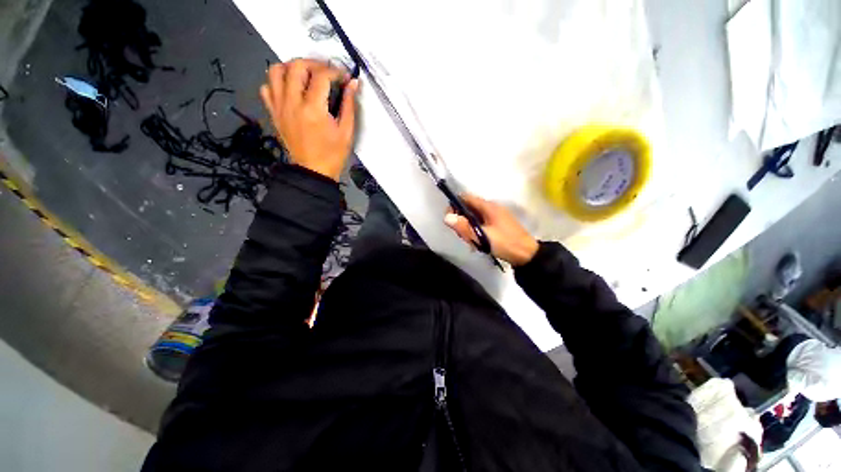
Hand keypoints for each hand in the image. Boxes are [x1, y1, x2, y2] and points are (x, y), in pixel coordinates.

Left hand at [260, 59, 358, 180]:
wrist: (313, 171)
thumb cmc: (333, 154)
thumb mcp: (346, 131)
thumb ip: (349, 105)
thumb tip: (353, 84)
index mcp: (313, 109)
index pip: (321, 76)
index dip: (335, 72)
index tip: (344, 77)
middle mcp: (292, 103)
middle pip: (296, 66)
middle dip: (314, 63)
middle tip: (326, 71)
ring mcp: (279, 107)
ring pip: (276, 71)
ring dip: (292, 67)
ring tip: (305, 75)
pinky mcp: (274, 113)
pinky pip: (267, 88)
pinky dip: (277, 82)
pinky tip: (290, 89)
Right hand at [444, 194, 538, 266]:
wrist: (527, 255)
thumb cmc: (505, 243)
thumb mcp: (483, 236)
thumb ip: (465, 227)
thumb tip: (446, 217)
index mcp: (488, 207)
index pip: (466, 198)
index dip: (455, 205)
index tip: (449, 218)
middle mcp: (491, 208)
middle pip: (469, 208)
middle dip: (461, 220)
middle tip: (461, 235)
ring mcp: (495, 216)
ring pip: (474, 217)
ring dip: (468, 228)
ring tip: (470, 242)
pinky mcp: (497, 225)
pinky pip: (481, 224)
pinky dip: (475, 231)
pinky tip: (477, 243)